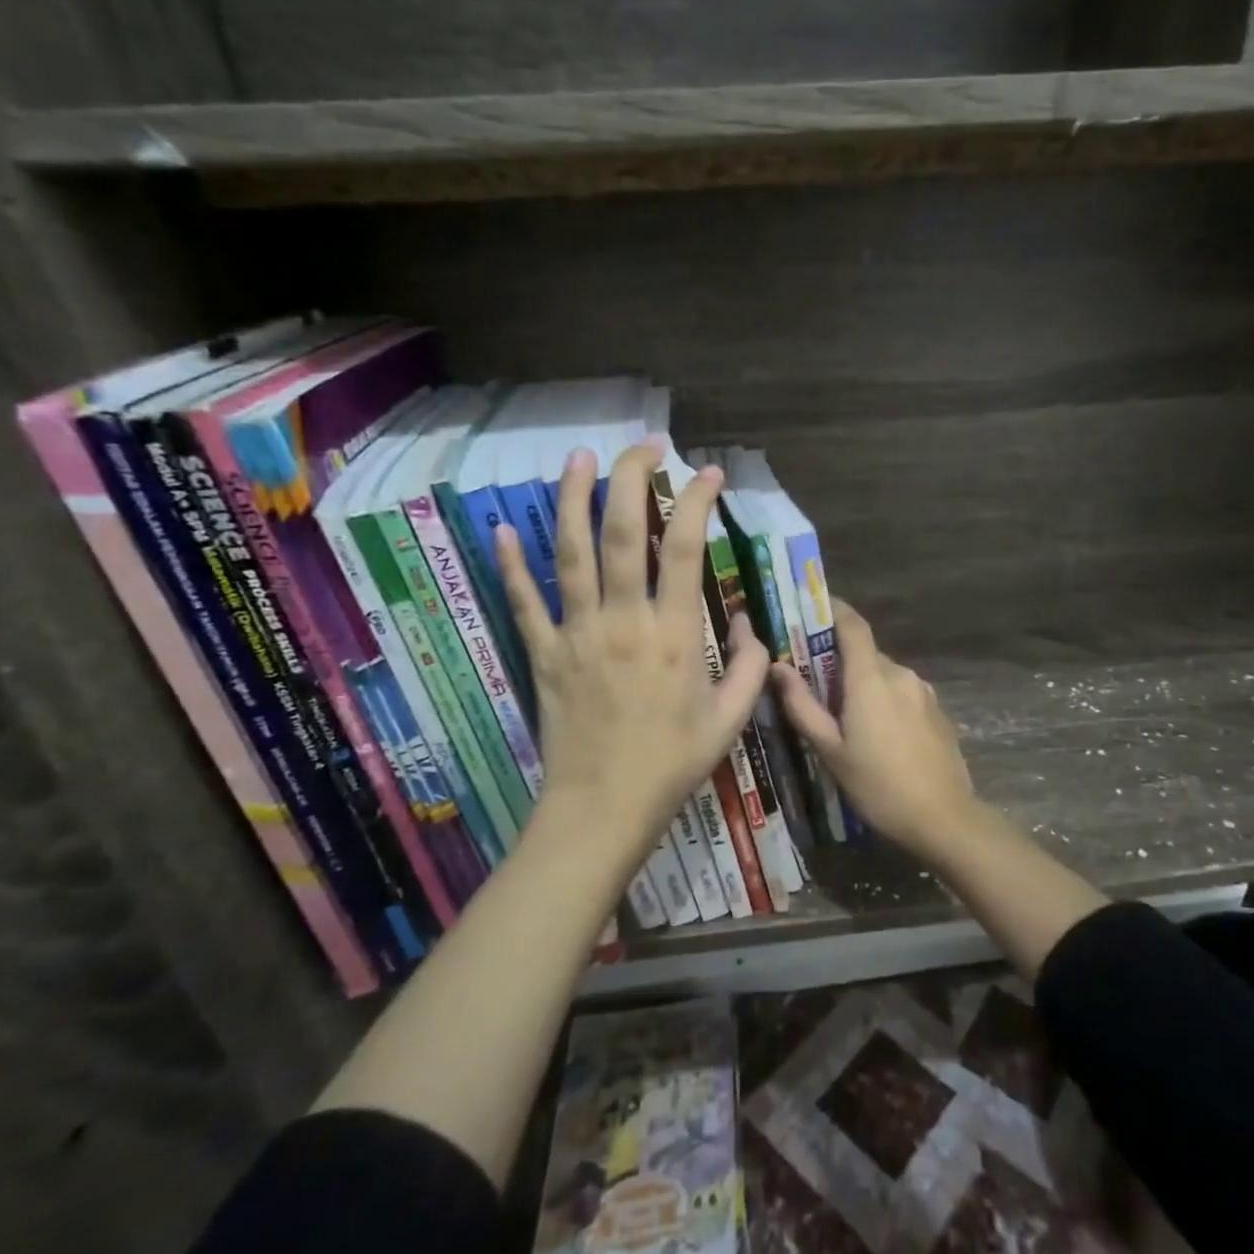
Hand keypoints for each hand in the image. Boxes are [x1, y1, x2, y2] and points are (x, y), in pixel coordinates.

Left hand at [496, 442, 768, 854]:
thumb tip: (750, 625)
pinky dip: (512, 564)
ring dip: (573, 500)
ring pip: (570, 554)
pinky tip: (503, 527)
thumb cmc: (673, 763)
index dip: (697, 502)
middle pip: (621, 534)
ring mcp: (577, 634)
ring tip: (579, 458)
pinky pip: (524, 602)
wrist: (603, 807)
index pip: (685, 549)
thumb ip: (750, 667)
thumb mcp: (731, 719)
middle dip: (632, 480)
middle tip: (645, 446)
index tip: (708, 472)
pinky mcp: (544, 653)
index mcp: (674, 635)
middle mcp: (623, 621)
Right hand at [772, 601, 977, 856]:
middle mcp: (900, 674)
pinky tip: (878, 734)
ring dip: (863, 685)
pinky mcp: (937, 711)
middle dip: (840, 662)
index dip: (834, 610)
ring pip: (884, 675)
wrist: (944, 818)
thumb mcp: (831, 750)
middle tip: (815, 684)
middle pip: (866, 654)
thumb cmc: (878, 785)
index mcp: (871, 678)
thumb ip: (802, 706)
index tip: (812, 606)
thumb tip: (777, 668)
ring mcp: (924, 692)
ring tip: (845, 718)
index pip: (853, 625)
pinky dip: (884, 700)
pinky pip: (902, 693)